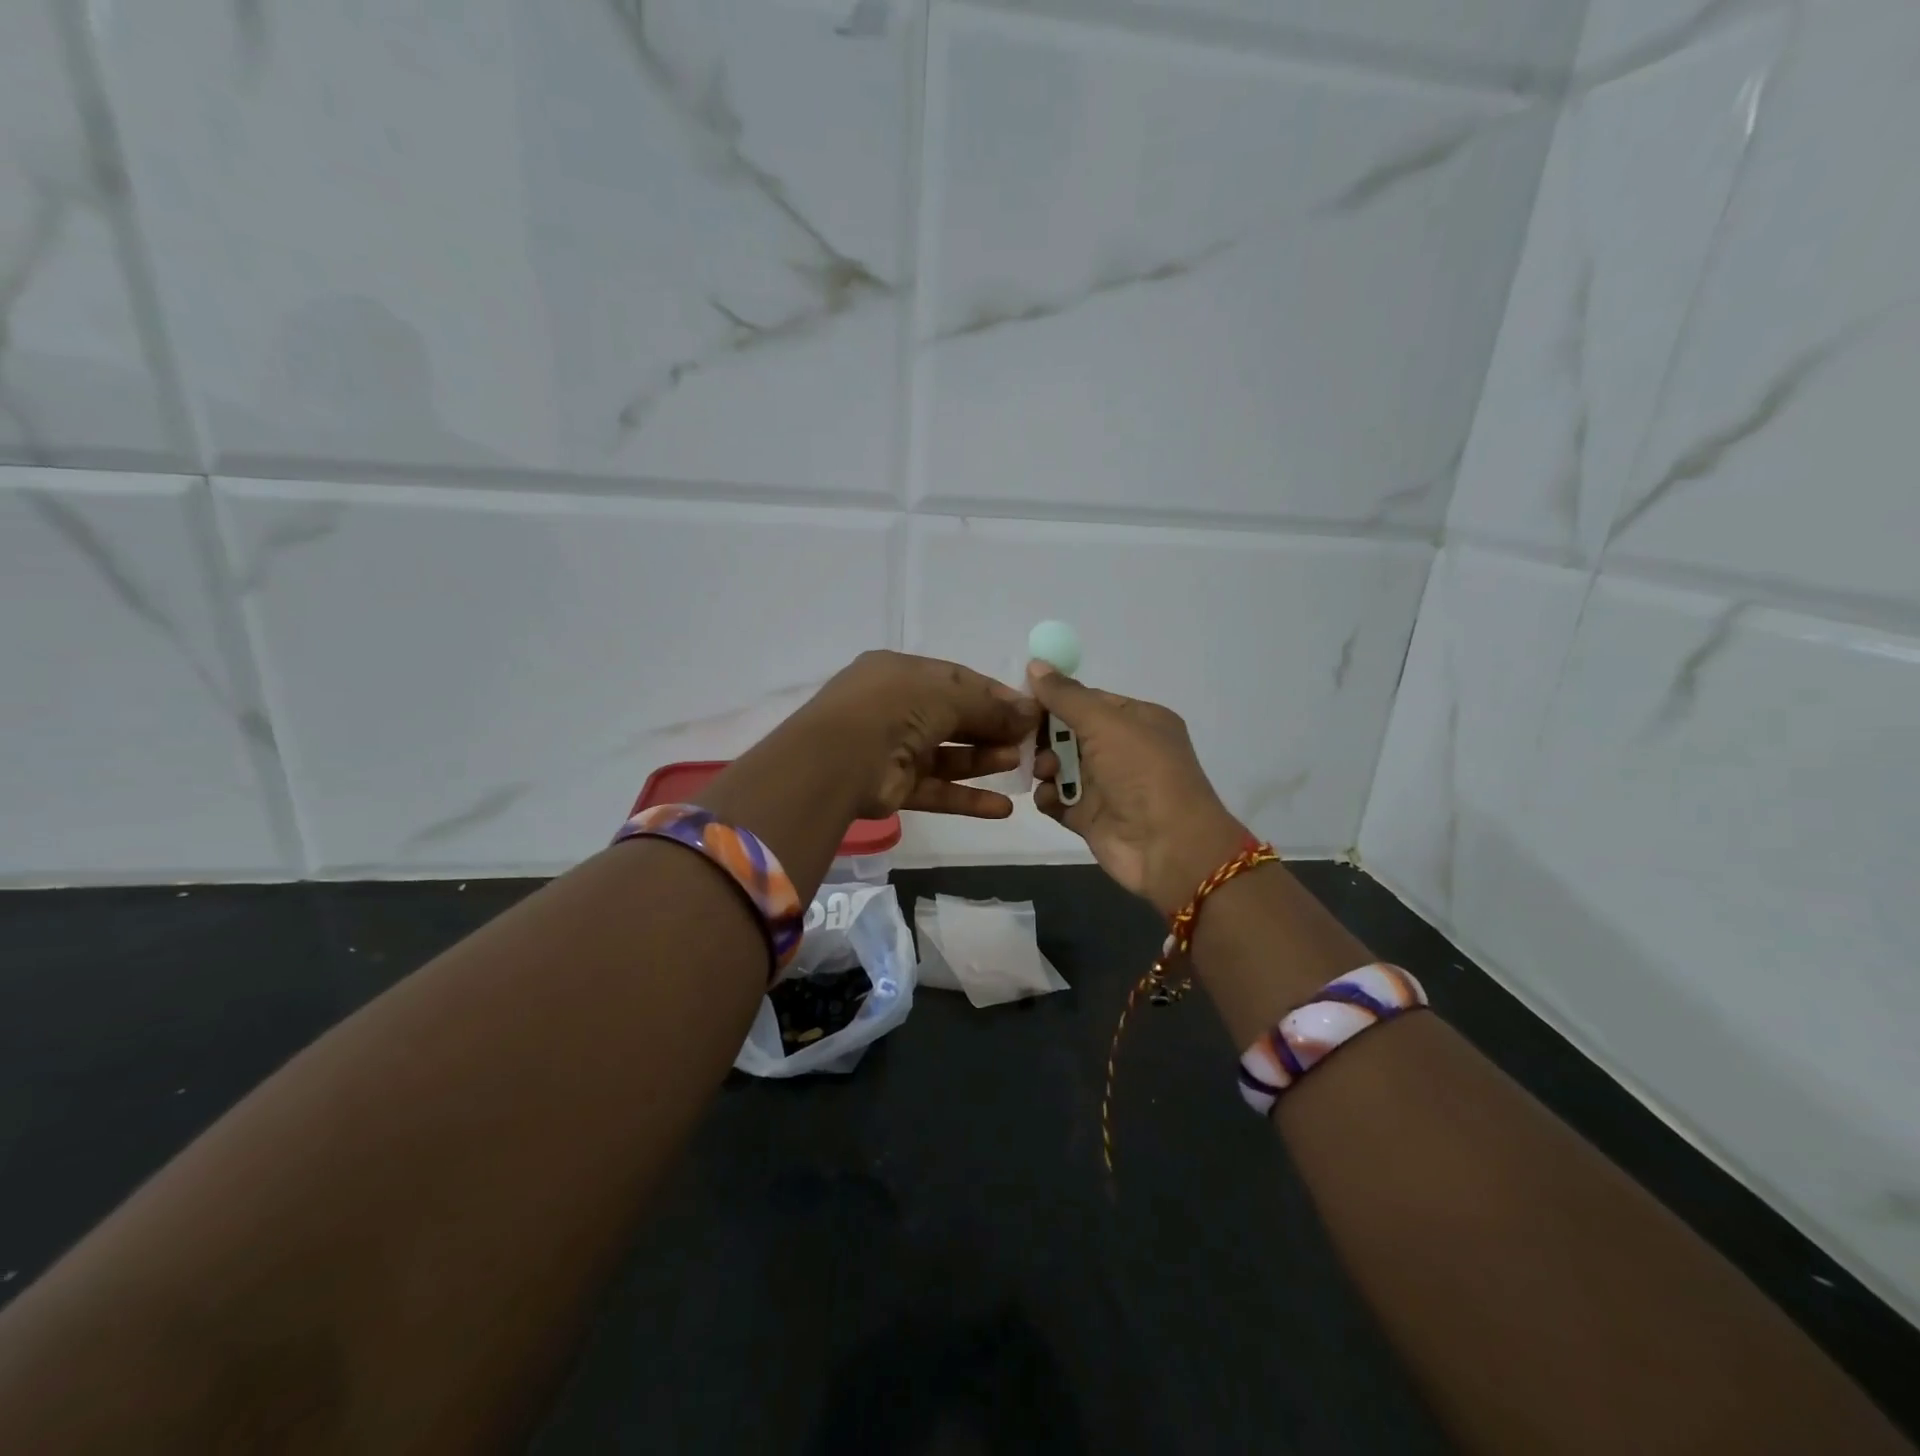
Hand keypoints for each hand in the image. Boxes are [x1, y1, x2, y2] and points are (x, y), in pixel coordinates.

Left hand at [796, 651, 1038, 819]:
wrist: (837, 759)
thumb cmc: (894, 709)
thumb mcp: (948, 696)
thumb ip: (991, 706)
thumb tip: (1032, 713)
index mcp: (901, 673)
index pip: (956, 680)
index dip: (994, 695)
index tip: (1028, 711)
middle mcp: (895, 708)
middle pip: (953, 718)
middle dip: (992, 728)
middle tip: (1029, 740)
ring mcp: (892, 749)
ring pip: (947, 756)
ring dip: (983, 761)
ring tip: (1019, 764)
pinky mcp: (893, 787)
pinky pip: (936, 790)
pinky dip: (967, 799)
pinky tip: (1003, 808)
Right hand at [1029, 662, 1247, 914]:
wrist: (1169, 848)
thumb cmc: (1143, 773)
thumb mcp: (1106, 723)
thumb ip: (1067, 696)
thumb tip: (1035, 664)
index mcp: (1139, 720)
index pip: (1089, 700)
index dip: (1056, 699)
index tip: (1021, 701)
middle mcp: (1124, 750)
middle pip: (1071, 732)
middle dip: (1045, 734)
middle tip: (1020, 737)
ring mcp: (1108, 786)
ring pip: (1062, 766)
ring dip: (1044, 765)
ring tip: (1041, 770)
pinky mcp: (1091, 818)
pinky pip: (1059, 800)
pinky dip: (1048, 796)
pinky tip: (1045, 796)